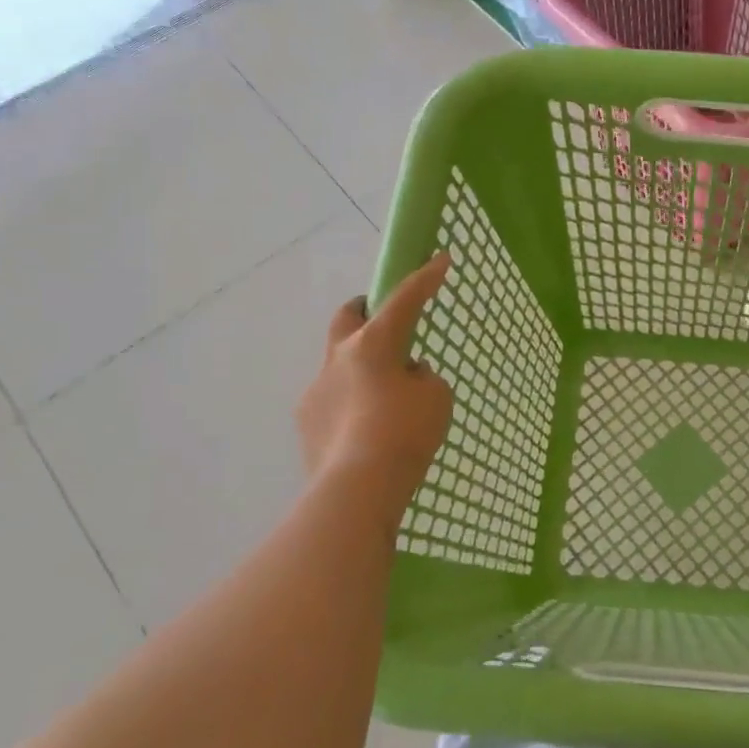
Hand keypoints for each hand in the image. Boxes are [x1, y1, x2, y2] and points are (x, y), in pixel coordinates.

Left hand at [295, 254, 453, 499]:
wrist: (358, 488)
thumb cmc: (405, 432)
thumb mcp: (436, 397)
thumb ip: (422, 378)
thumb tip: (404, 377)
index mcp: (372, 345)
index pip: (403, 300)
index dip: (424, 279)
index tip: (440, 259)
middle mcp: (338, 359)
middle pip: (348, 318)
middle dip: (365, 310)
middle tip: (385, 318)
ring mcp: (316, 391)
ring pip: (341, 364)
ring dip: (362, 368)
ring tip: (387, 398)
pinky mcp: (307, 423)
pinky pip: (334, 401)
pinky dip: (353, 404)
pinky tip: (369, 430)